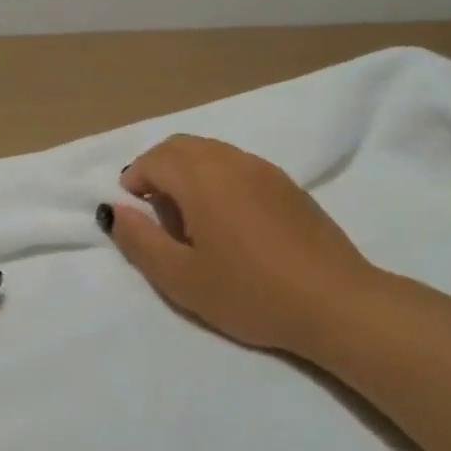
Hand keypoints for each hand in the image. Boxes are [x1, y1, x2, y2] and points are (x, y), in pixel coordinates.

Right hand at [101, 134, 382, 357]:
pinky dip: (216, 178)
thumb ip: (140, 240)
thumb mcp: (181, 278)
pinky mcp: (287, 185)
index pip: (154, 159)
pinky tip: (228, 221)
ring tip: (189, 219)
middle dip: (157, 170)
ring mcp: (264, 170)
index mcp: (201, 178)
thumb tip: (113, 210)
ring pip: (211, 152)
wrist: (337, 303)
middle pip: (181, 146)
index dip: (134, 181)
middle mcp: (231, 161)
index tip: (133, 214)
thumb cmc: (250, 292)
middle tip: (154, 213)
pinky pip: (237, 165)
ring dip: (187, 172)